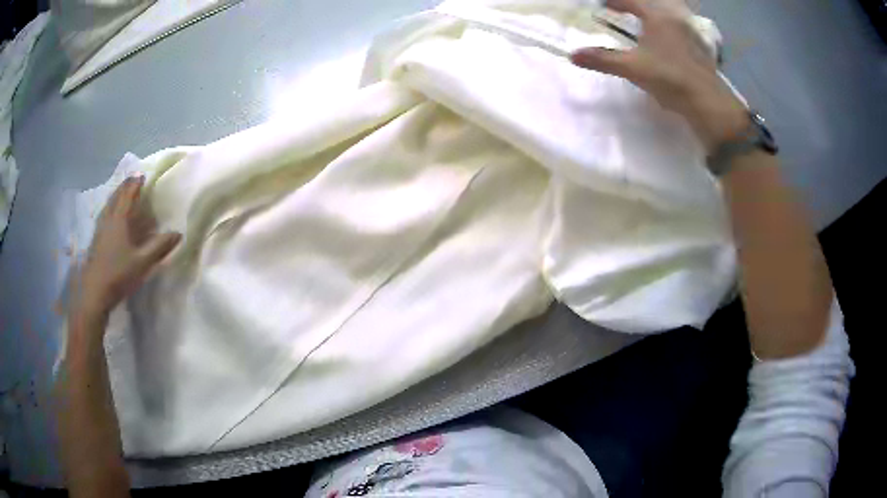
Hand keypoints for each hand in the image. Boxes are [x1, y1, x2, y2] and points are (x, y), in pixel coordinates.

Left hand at [73, 176, 181, 317]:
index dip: (135, 183)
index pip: (128, 194)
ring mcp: (99, 230)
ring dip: (115, 196)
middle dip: (124, 186)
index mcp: (119, 219)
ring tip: (121, 193)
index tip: (143, 175)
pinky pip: (104, 216)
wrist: (94, 293)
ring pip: (107, 205)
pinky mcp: (95, 241)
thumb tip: (178, 233)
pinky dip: (109, 209)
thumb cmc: (118, 274)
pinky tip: (110, 217)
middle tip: (132, 180)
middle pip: (116, 196)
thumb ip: (159, 247)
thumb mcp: (142, 262)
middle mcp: (108, 219)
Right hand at [571, 0, 748, 152]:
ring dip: (654, 19)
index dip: (616, 2)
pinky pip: (680, 32)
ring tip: (643, 26)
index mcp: (657, 17)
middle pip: (653, 6)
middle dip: (637, 8)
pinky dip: (669, 32)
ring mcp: (690, 35)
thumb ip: (603, 59)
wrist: (707, 102)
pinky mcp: (701, 50)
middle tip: (623, 12)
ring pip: (669, 18)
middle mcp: (675, 20)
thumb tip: (573, 55)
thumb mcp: (632, 68)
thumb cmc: (668, 77)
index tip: (603, 5)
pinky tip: (666, 45)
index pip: (632, 1)